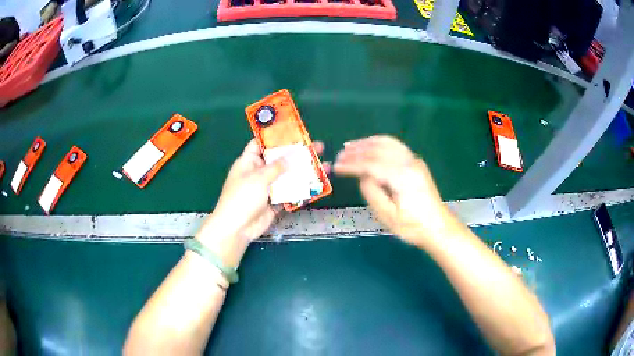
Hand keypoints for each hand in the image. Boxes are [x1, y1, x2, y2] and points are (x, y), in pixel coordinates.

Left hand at [197, 139, 326, 266]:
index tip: (293, 131)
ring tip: (323, 166)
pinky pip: (289, 193)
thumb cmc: (243, 197)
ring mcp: (267, 188)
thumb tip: (291, 157)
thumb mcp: (258, 177)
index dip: (275, 137)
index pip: (261, 144)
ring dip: (303, 172)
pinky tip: (316, 185)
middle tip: (317, 147)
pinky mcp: (274, 202)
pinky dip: (301, 190)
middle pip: (279, 160)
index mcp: (249, 161)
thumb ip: (277, 166)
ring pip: (287, 177)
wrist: (238, 228)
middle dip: (297, 154)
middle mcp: (258, 172)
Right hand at [334, 136, 454, 245]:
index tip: (337, 167)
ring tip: (350, 146)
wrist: (438, 226)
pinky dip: (379, 142)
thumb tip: (363, 176)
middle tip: (340, 155)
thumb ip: (372, 193)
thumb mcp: (388, 216)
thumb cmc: (413, 226)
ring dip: (367, 143)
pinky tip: (371, 146)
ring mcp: (414, 160)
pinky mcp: (416, 162)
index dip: (352, 165)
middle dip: (357, 151)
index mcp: (402, 177)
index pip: (371, 164)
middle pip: (379, 150)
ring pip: (387, 143)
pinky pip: (395, 145)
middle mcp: (409, 163)